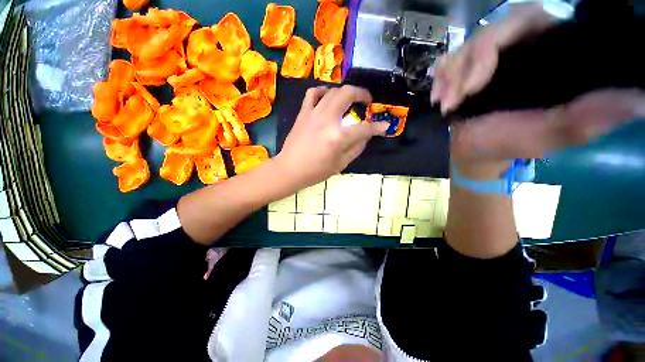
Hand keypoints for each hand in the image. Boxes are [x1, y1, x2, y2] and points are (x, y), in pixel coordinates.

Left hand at [275, 86, 387, 188]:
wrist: (290, 169)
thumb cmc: (316, 171)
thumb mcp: (341, 164)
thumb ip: (356, 148)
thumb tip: (366, 135)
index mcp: (338, 137)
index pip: (364, 128)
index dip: (377, 127)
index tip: (384, 125)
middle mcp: (327, 120)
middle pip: (348, 94)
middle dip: (362, 93)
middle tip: (367, 101)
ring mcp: (313, 113)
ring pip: (333, 91)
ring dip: (345, 91)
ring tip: (350, 99)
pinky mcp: (303, 113)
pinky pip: (313, 93)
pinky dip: (323, 91)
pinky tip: (327, 97)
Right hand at [432, 4, 644, 176]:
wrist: (476, 150)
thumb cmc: (511, 143)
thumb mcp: (552, 135)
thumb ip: (588, 118)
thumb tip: (639, 100)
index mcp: (548, 54)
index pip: (528, 19)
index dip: (497, 41)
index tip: (475, 82)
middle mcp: (520, 48)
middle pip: (489, 33)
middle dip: (466, 67)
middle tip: (453, 100)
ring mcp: (489, 59)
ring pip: (465, 48)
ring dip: (449, 78)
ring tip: (444, 106)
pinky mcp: (467, 70)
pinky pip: (449, 62)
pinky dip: (440, 78)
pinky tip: (437, 97)